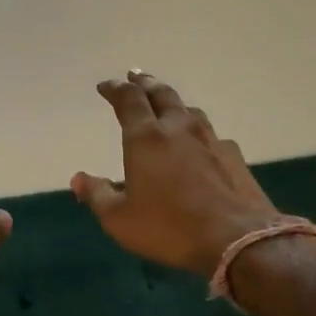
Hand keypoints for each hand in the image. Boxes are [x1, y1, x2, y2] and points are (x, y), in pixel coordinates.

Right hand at [72, 71, 280, 275]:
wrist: (236, 239)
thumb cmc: (168, 227)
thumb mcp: (119, 218)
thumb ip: (97, 195)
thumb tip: (78, 179)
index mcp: (146, 138)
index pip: (128, 100)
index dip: (115, 89)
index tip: (106, 86)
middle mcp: (179, 129)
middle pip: (162, 94)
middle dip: (145, 83)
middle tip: (135, 77)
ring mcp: (211, 140)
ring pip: (189, 110)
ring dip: (173, 103)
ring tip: (166, 105)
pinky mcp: (234, 157)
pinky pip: (211, 135)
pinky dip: (198, 132)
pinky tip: (200, 144)